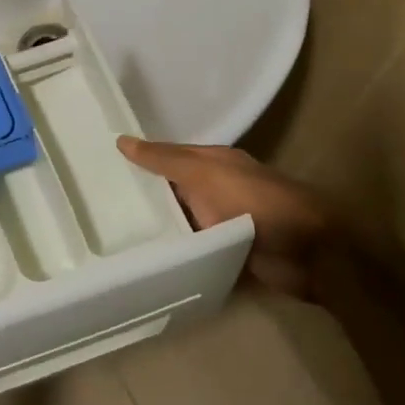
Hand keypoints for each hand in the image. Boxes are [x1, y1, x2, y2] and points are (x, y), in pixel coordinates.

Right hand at [117, 137, 338, 298]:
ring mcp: (222, 224)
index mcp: (213, 163)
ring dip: (155, 230)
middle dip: (141, 199)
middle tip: (94, 210)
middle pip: (172, 193)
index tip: (97, 170)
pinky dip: (174, 255)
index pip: (167, 158)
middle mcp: (216, 190)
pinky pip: (193, 252)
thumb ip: (166, 161)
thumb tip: (122, 141)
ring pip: (181, 224)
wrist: (310, 253)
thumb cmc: (257, 204)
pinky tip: (144, 263)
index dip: (137, 162)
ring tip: (108, 239)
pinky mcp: (227, 255)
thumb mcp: (206, 174)